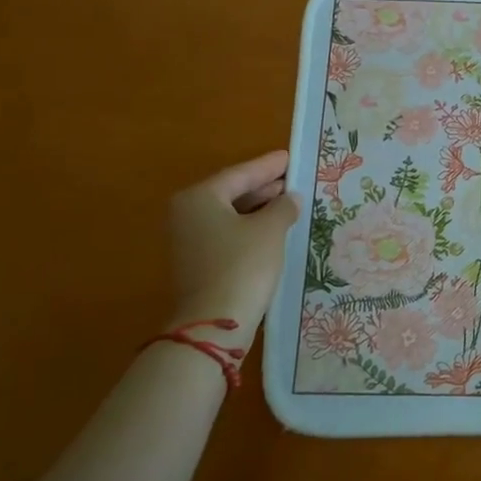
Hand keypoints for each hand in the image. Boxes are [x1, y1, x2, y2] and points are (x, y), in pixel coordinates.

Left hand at [167, 150, 299, 328]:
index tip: (290, 157)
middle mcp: (187, 214)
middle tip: (293, 180)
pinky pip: (228, 235)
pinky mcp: (197, 264)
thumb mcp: (270, 230)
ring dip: (259, 210)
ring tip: (289, 204)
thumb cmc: (242, 265)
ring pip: (230, 215)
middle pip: (232, 193)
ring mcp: (189, 241)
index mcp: (200, 198)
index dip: (268, 166)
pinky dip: (250, 229)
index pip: (240, 174)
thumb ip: (283, 207)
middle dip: (264, 188)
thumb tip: (289, 198)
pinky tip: (273, 231)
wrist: (214, 323)